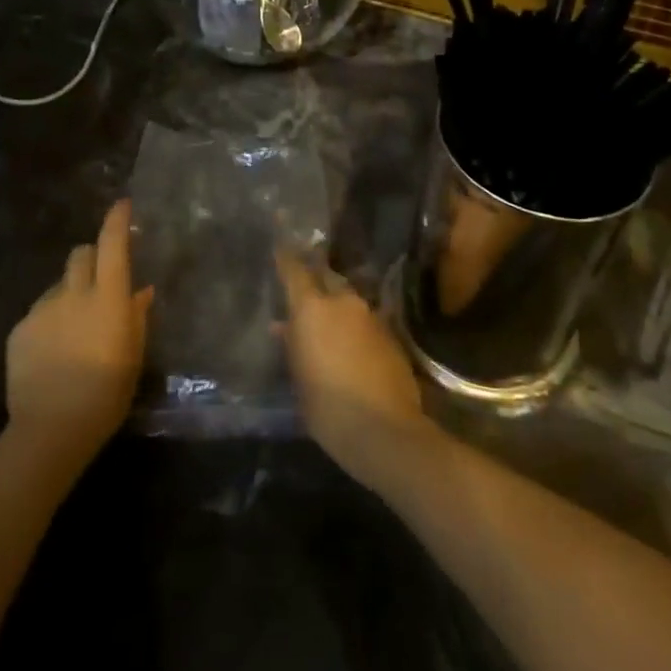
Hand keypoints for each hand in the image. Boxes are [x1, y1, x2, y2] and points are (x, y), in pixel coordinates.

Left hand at [6, 200, 152, 467]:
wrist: (50, 430)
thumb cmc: (106, 395)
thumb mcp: (133, 356)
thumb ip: (136, 317)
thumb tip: (141, 290)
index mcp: (108, 298)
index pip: (113, 245)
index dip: (117, 220)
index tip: (122, 204)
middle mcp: (74, 293)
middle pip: (81, 254)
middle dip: (91, 257)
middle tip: (100, 280)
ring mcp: (43, 310)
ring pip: (59, 284)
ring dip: (70, 292)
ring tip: (74, 328)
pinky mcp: (20, 329)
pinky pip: (40, 312)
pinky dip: (50, 320)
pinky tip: (53, 351)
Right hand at [275, 251, 432, 490]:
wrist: (384, 429)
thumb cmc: (327, 407)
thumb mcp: (299, 378)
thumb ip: (292, 345)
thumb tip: (282, 326)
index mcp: (313, 308)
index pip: (295, 270)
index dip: (286, 256)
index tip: (279, 240)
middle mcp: (343, 302)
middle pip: (326, 277)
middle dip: (315, 278)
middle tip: (304, 286)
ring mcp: (370, 315)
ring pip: (348, 298)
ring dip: (336, 304)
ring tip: (327, 321)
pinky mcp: (390, 333)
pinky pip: (365, 319)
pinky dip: (354, 325)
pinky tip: (350, 344)